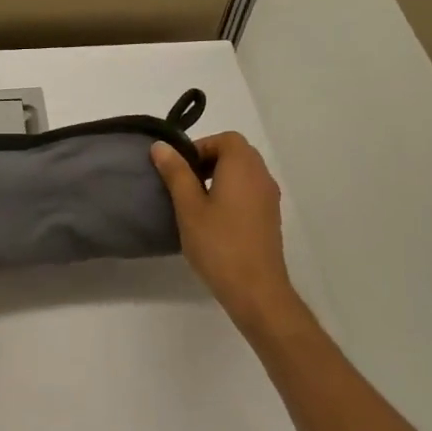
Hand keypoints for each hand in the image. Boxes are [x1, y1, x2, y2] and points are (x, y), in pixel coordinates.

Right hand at [151, 132, 303, 334]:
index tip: (181, 169)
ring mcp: (269, 198)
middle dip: (209, 160)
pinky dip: (232, 194)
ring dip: (220, 177)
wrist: (256, 291)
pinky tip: (214, 220)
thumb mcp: (188, 206)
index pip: (225, 139)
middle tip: (185, 183)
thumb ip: (175, 172)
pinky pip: (250, 191)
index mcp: (242, 166)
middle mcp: (261, 176)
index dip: (200, 147)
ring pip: (244, 173)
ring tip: (196, 203)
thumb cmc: (218, 244)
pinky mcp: (270, 218)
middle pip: (236, 153)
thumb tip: (161, 146)